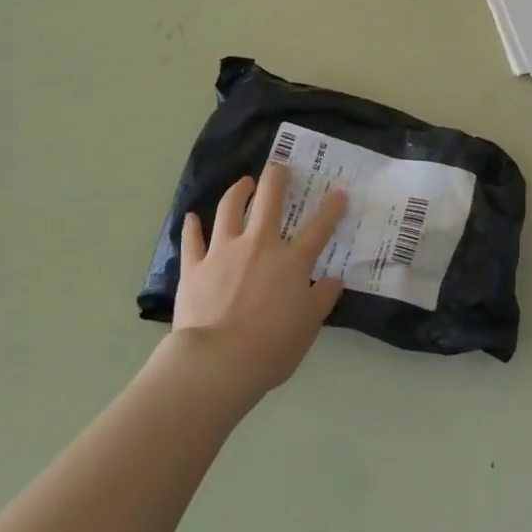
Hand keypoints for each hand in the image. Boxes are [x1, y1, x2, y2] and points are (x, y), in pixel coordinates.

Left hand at [172, 164, 347, 397]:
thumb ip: (321, 299)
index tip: (339, 193)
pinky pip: (192, 240)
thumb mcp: (308, 327)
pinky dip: (192, 227)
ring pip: (229, 209)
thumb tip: (334, 280)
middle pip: (269, 200)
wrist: (217, 363)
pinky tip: (192, 217)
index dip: (332, 207)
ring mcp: (223, 252)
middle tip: (280, 169)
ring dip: (238, 191)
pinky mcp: (195, 266)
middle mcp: (259, 245)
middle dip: (277, 178)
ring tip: (243, 183)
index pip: (319, 227)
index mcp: (291, 261)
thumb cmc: (270, 348)